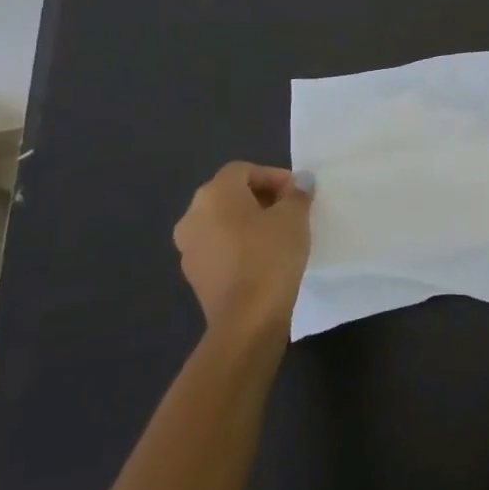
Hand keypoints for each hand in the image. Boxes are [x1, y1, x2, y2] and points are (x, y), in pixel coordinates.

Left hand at [172, 162, 312, 341]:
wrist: (246, 319)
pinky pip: (219, 246)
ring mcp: (188, 247)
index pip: (244, 170)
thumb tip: (300, 181)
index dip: (273, 176)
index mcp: (214, 194)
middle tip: (291, 210)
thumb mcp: (294, 217)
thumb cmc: (270, 255)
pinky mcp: (194, 274)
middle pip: (230, 193)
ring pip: (223, 221)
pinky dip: (239, 244)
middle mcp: (192, 215)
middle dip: (262, 197)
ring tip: (279, 234)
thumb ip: (297, 193)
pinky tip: (263, 258)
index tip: (297, 194)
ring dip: (249, 221)